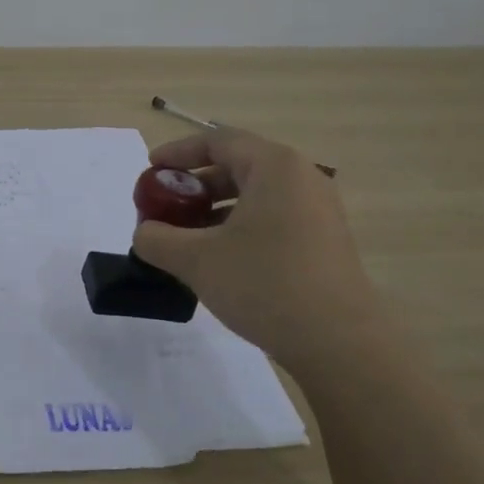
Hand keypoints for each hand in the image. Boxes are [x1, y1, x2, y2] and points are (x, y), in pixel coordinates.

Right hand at [131, 129, 379, 371]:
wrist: (338, 342)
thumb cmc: (264, 284)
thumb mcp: (196, 259)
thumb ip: (156, 239)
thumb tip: (144, 234)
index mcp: (274, 167)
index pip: (218, 141)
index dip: (178, 152)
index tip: (150, 170)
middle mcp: (301, 178)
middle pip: (237, 166)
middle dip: (194, 184)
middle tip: (164, 207)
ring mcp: (317, 211)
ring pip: (254, 195)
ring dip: (214, 209)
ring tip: (184, 237)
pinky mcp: (323, 241)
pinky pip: (272, 218)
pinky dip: (238, 226)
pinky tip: (218, 259)